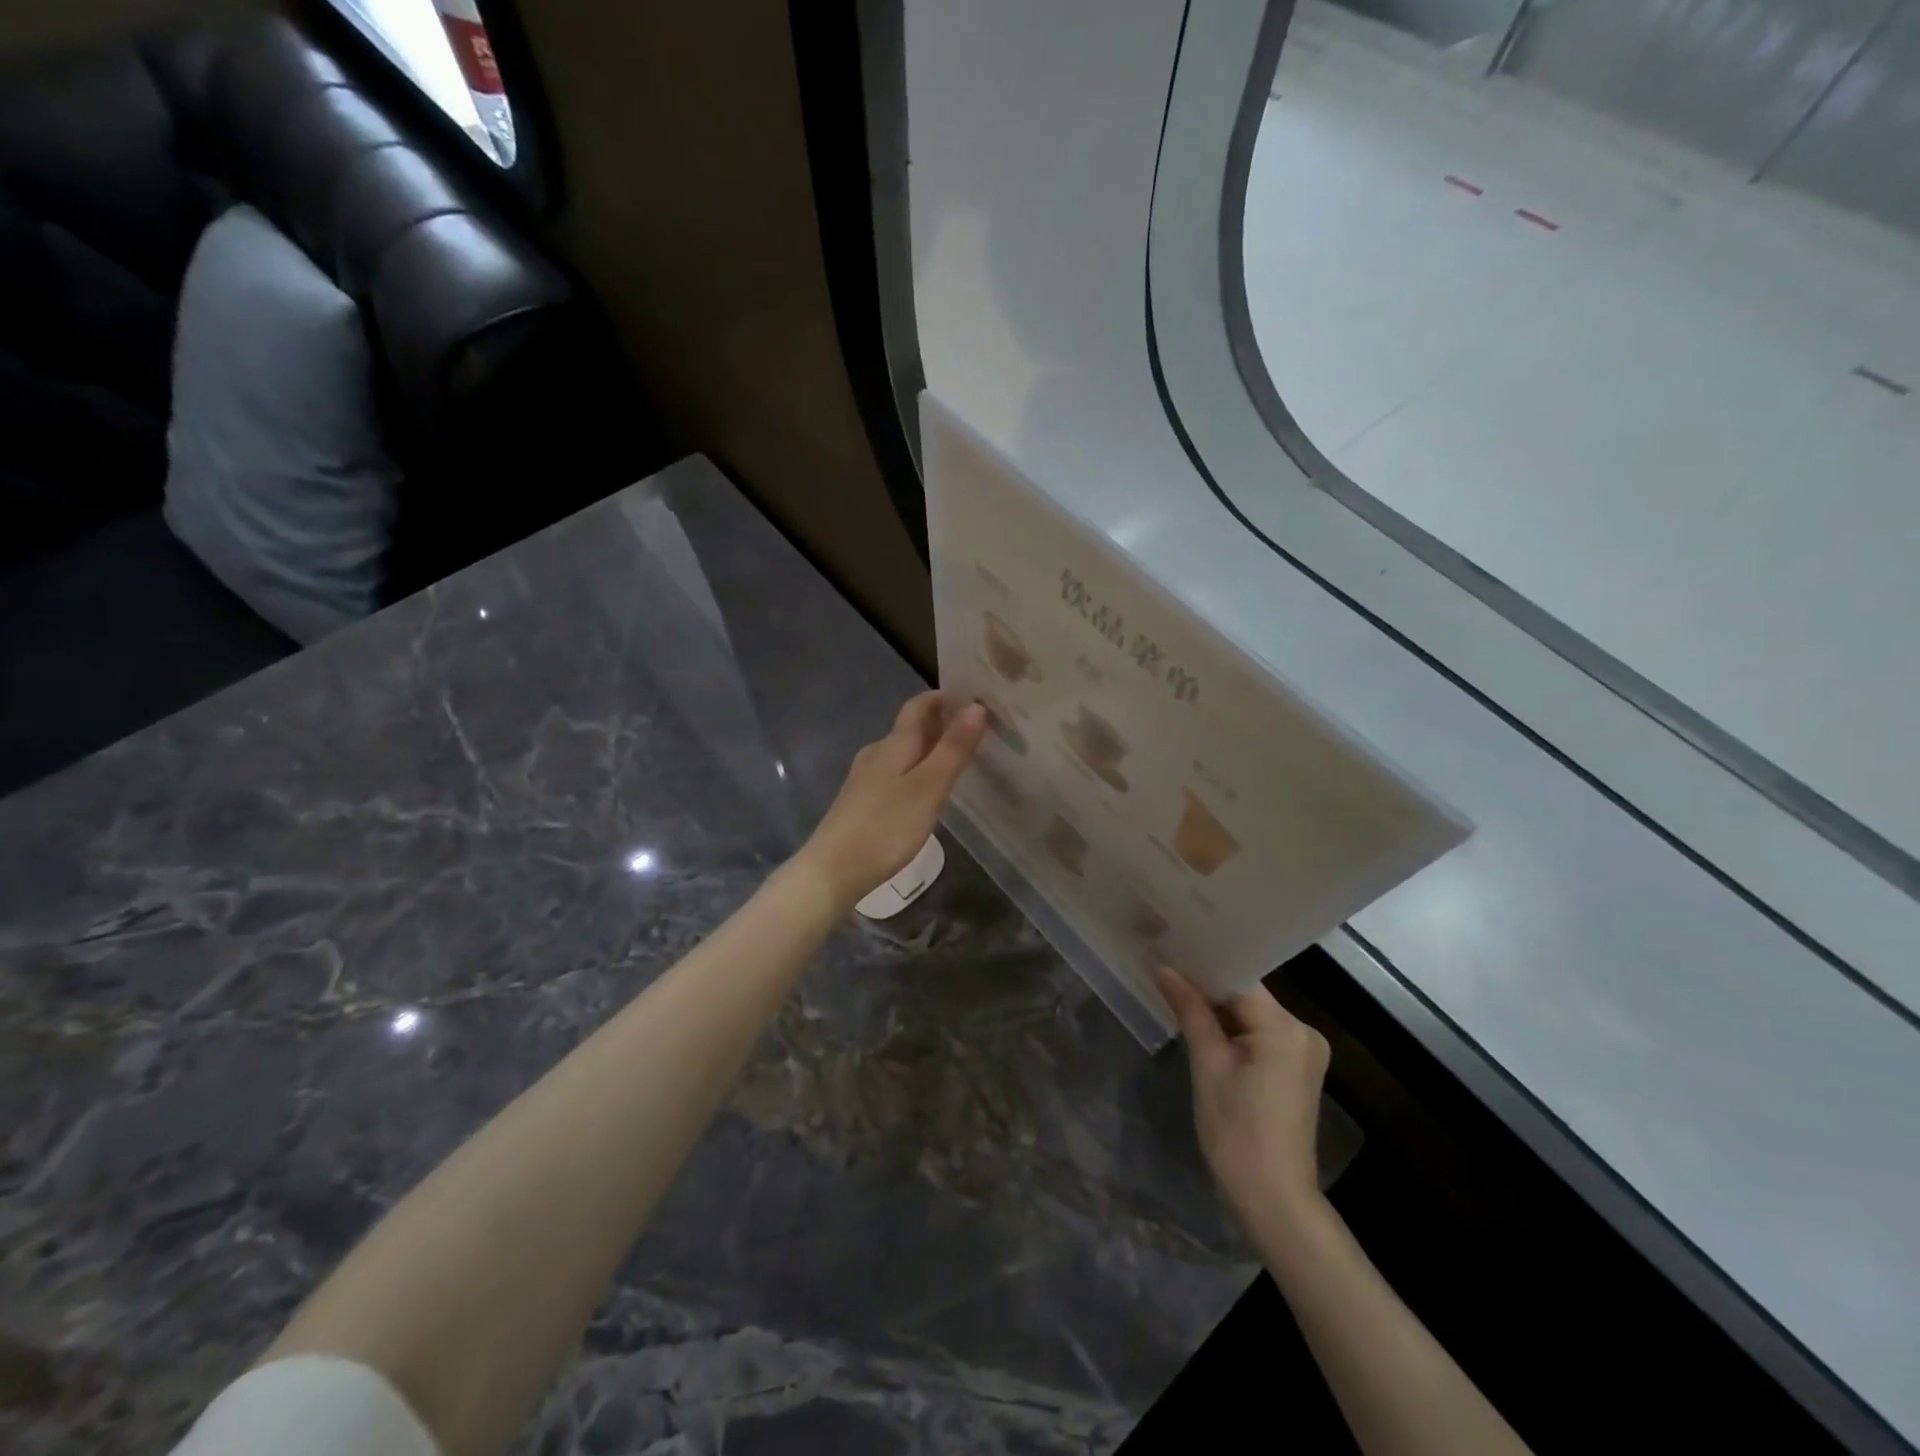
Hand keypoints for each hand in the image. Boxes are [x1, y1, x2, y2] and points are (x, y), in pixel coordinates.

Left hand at [796, 692, 986, 909]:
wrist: (832, 871)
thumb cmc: (886, 827)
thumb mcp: (928, 787)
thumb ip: (953, 748)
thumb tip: (976, 706)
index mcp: (893, 745)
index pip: (919, 706)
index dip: (944, 698)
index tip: (973, 698)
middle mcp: (876, 754)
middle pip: (910, 729)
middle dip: (941, 724)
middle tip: (977, 732)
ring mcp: (864, 779)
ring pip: (902, 753)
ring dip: (929, 750)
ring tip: (958, 762)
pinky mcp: (860, 803)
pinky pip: (894, 774)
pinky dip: (915, 772)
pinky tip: (926, 792)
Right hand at [1157, 965, 1331, 1250]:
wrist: (1275, 1200)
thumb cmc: (1236, 1131)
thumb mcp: (1207, 1065)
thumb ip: (1190, 1010)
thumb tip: (1164, 968)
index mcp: (1284, 1027)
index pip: (1238, 979)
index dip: (1203, 967)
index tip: (1169, 952)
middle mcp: (1303, 1031)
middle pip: (1247, 995)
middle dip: (1208, 989)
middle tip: (1166, 973)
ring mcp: (1304, 1052)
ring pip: (1252, 1015)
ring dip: (1219, 1011)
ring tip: (1177, 996)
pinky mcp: (1298, 1070)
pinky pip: (1261, 1035)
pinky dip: (1234, 1031)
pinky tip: (1204, 1029)